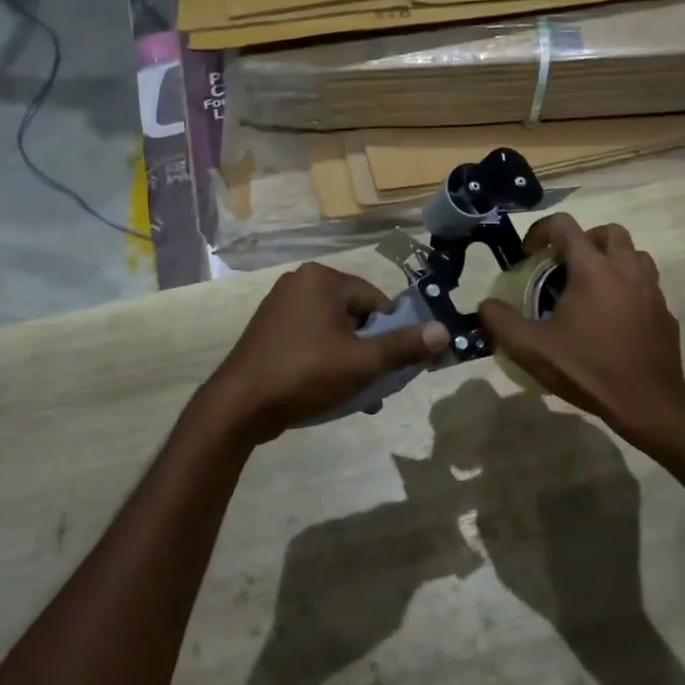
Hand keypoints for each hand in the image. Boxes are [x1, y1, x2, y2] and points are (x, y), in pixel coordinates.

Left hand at [201, 263, 448, 443]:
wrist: (239, 405)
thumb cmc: (305, 374)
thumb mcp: (362, 362)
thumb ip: (404, 346)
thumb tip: (444, 331)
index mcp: (322, 279)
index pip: (375, 301)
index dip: (389, 334)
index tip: (391, 366)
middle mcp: (300, 282)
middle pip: (355, 315)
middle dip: (369, 351)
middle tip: (374, 385)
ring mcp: (280, 305)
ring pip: (333, 330)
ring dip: (350, 360)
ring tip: (356, 396)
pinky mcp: (268, 329)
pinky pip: (310, 339)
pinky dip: (324, 360)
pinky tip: (329, 391)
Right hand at [478, 215, 684, 444]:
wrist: (648, 404)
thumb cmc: (588, 370)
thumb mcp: (531, 349)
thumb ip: (501, 322)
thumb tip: (486, 306)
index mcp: (593, 269)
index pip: (564, 225)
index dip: (540, 231)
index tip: (528, 255)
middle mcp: (626, 270)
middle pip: (608, 232)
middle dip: (583, 240)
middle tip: (564, 265)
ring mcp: (651, 290)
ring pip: (635, 254)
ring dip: (611, 260)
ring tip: (591, 286)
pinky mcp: (665, 313)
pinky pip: (647, 286)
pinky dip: (628, 288)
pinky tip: (614, 318)